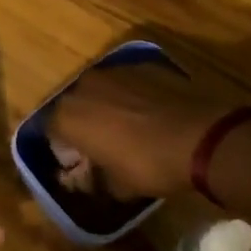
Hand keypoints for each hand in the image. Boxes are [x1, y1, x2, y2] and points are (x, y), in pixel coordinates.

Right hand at [46, 57, 245, 200]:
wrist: (200, 136)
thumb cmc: (149, 165)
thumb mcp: (118, 187)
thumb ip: (96, 181)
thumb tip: (92, 180)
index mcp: (68, 116)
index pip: (50, 129)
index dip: (64, 146)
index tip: (80, 160)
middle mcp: (84, 85)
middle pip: (74, 104)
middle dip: (83, 120)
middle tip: (103, 142)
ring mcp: (114, 70)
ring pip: (101, 88)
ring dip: (107, 104)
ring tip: (129, 125)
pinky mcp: (143, 64)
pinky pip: (128, 81)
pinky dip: (133, 94)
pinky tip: (152, 112)